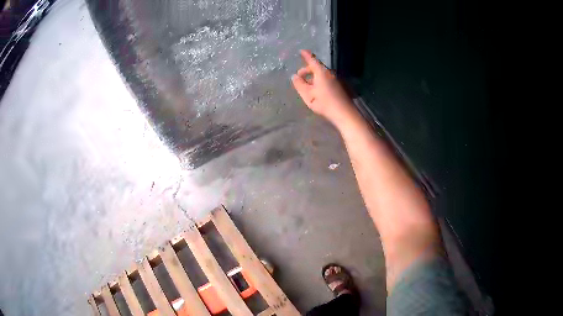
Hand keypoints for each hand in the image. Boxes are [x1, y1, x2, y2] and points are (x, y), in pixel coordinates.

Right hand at [291, 50, 356, 124]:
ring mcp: (334, 80)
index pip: (312, 60)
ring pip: (321, 74)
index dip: (306, 55)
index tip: (301, 51)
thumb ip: (299, 84)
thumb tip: (294, 76)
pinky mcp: (337, 87)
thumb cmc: (324, 102)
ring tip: (305, 86)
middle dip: (306, 70)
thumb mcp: (307, 94)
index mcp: (321, 72)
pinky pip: (325, 80)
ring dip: (312, 77)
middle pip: (316, 67)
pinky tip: (315, 91)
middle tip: (299, 77)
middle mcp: (328, 73)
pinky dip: (317, 81)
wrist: (343, 113)